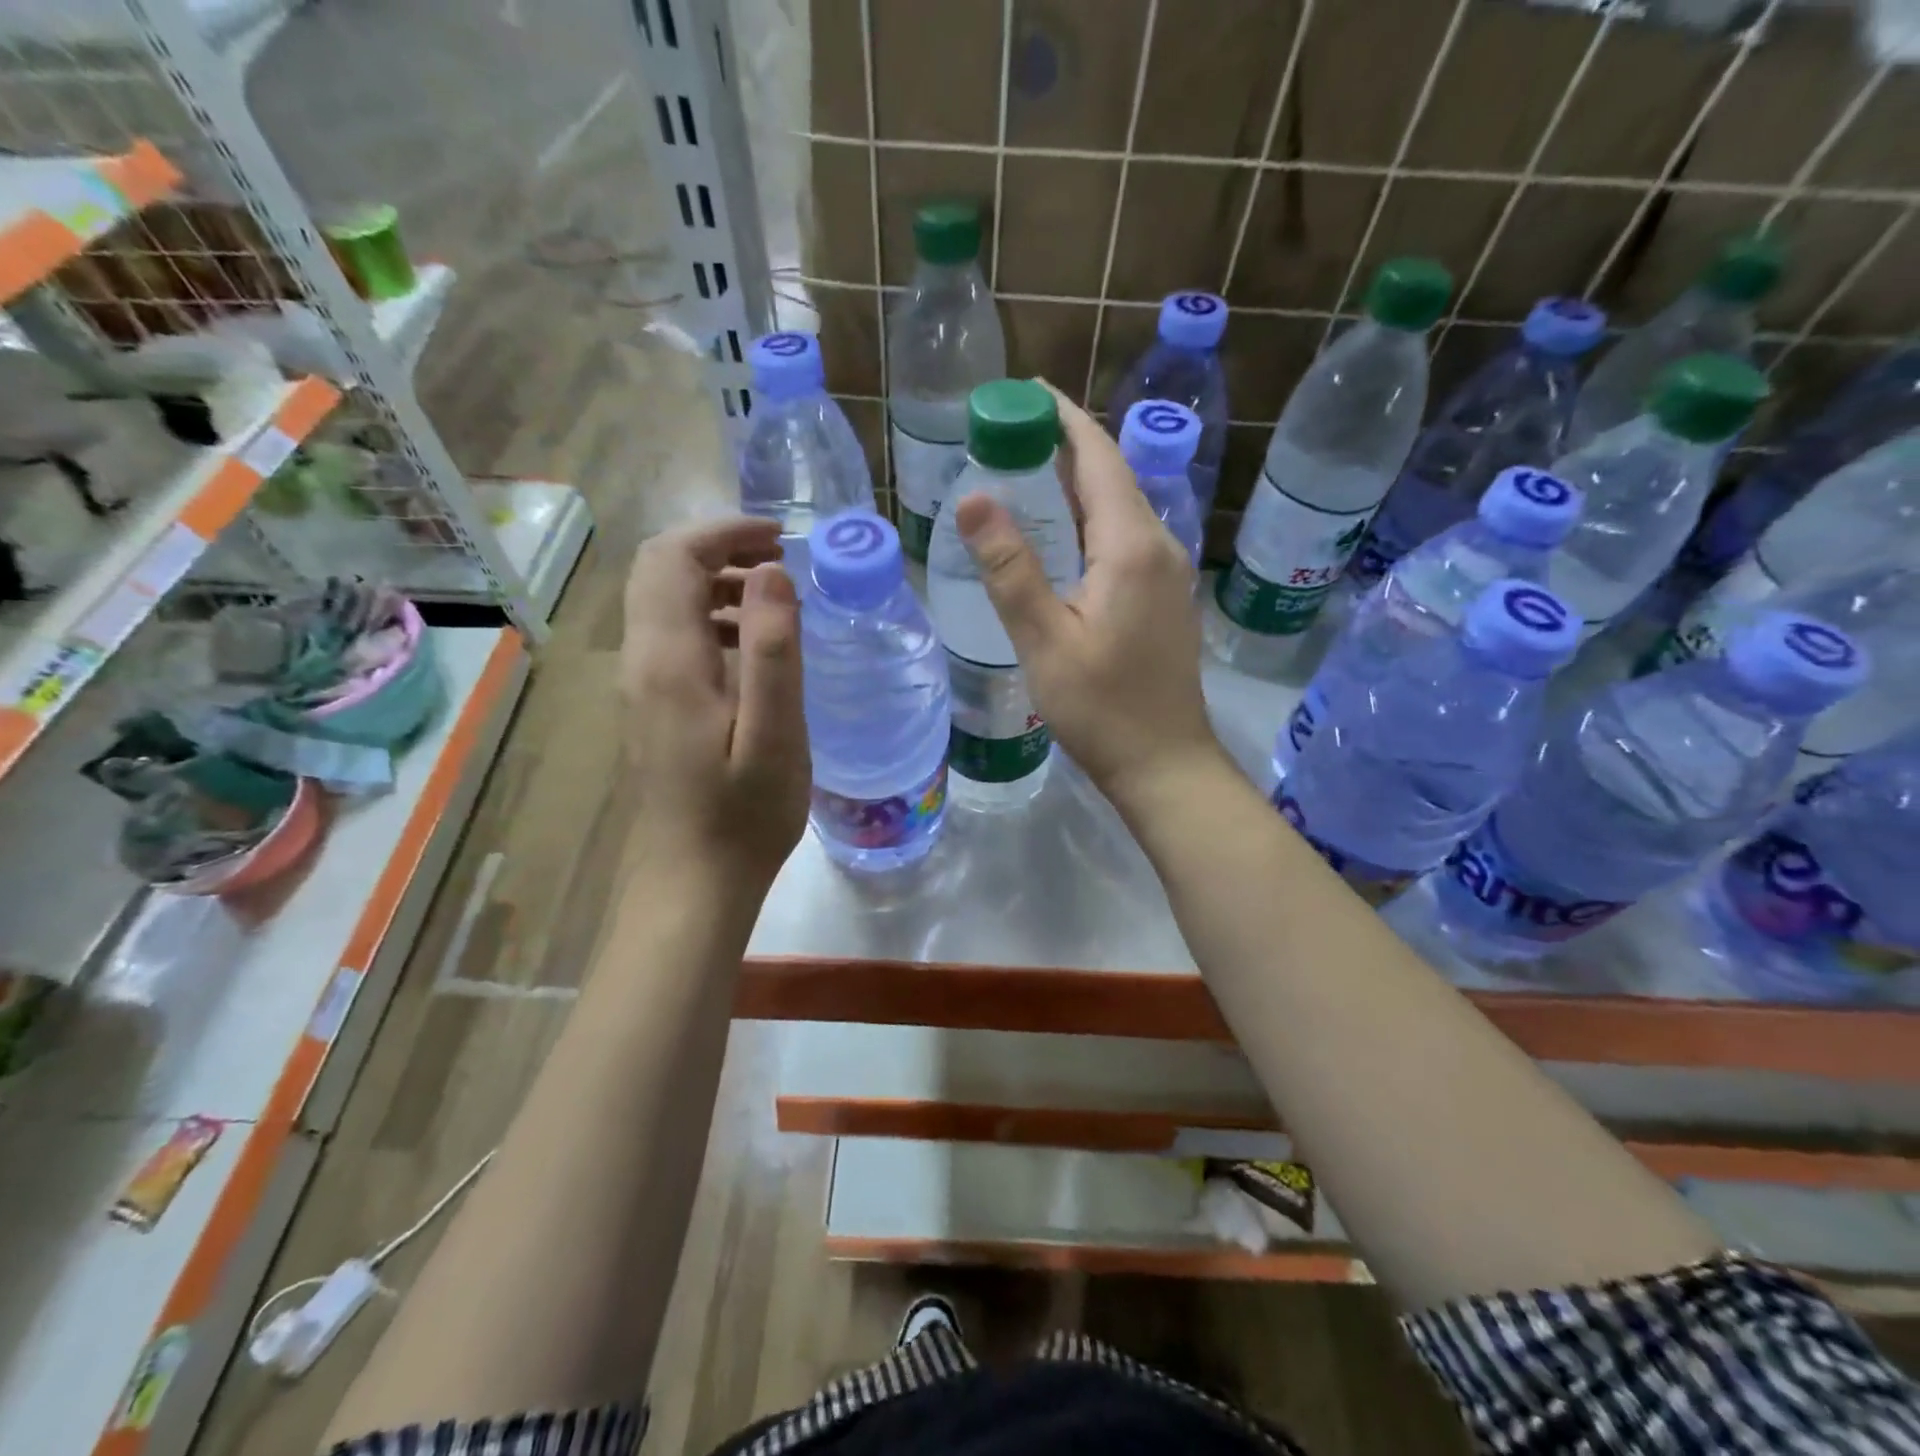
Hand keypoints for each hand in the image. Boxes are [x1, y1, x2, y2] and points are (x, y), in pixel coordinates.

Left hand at [621, 516, 809, 891]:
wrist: (692, 885)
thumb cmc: (743, 815)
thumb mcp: (774, 734)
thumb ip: (772, 649)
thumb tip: (772, 571)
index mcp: (670, 660)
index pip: (674, 558)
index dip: (724, 532)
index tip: (780, 537)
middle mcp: (642, 662)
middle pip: (660, 571)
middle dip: (718, 550)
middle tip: (780, 562)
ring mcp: (641, 687)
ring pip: (664, 604)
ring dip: (715, 584)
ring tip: (775, 600)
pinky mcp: (651, 709)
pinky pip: (672, 639)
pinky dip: (711, 620)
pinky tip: (754, 652)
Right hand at [953, 383, 1221, 808]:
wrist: (1164, 763)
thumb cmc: (1101, 708)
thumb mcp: (1044, 640)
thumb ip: (1010, 568)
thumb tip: (973, 497)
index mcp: (1130, 545)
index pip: (1097, 457)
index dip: (1061, 418)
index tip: (1022, 392)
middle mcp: (1158, 545)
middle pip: (1110, 475)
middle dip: (1061, 446)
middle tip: (1005, 435)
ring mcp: (1167, 572)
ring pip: (1118, 507)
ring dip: (1074, 484)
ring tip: (1021, 475)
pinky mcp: (1163, 597)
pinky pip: (1124, 538)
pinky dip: (1088, 520)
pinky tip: (1057, 536)